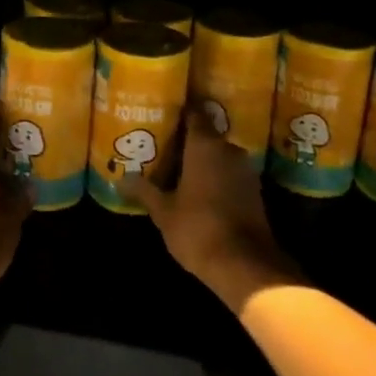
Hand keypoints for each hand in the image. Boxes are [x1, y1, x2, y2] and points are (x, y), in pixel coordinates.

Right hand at [124, 112, 303, 314]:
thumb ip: (144, 191)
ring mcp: (245, 169)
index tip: (163, 111)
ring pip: (219, 155)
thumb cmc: (198, 228)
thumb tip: (121, 178)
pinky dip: (216, 177)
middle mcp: (228, 149)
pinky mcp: (254, 190)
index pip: (194, 113)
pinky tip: (199, 190)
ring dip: (203, 160)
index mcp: (205, 145)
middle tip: (163, 144)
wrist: (244, 264)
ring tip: (178, 168)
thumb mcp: (163, 211)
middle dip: (187, 140)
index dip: (179, 111)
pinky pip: (230, 173)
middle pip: (206, 135)